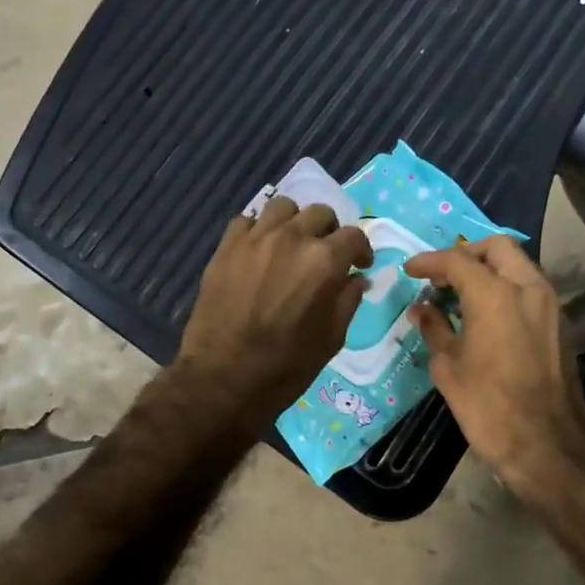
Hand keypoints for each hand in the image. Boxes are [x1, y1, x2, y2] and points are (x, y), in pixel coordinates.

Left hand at [177, 197, 372, 431]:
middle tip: (325, 254)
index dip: (361, 250)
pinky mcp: (226, 246)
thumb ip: (348, 301)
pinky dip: (259, 230)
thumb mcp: (331, 339)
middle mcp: (292, 238)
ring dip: (294, 222)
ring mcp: (255, 238)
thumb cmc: (285, 366)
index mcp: (324, 261)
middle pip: (320, 213)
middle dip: (329, 232)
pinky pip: (247, 221)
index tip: (359, 265)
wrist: (223, 377)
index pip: (353, 236)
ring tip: (291, 244)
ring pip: (283, 207)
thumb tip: (356, 279)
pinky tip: (259, 251)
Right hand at [403, 238, 584, 494]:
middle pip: (498, 248)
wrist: (546, 445)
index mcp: (494, 294)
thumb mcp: (447, 366)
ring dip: (490, 270)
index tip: (410, 270)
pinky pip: (530, 289)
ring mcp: (550, 305)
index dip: (429, 262)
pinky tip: (487, 314)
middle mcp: (527, 288)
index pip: (457, 260)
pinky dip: (507, 288)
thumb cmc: (487, 406)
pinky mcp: (560, 324)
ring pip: (519, 265)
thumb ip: (434, 328)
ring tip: (462, 295)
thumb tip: (422, 308)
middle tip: (443, 276)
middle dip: (467, 254)